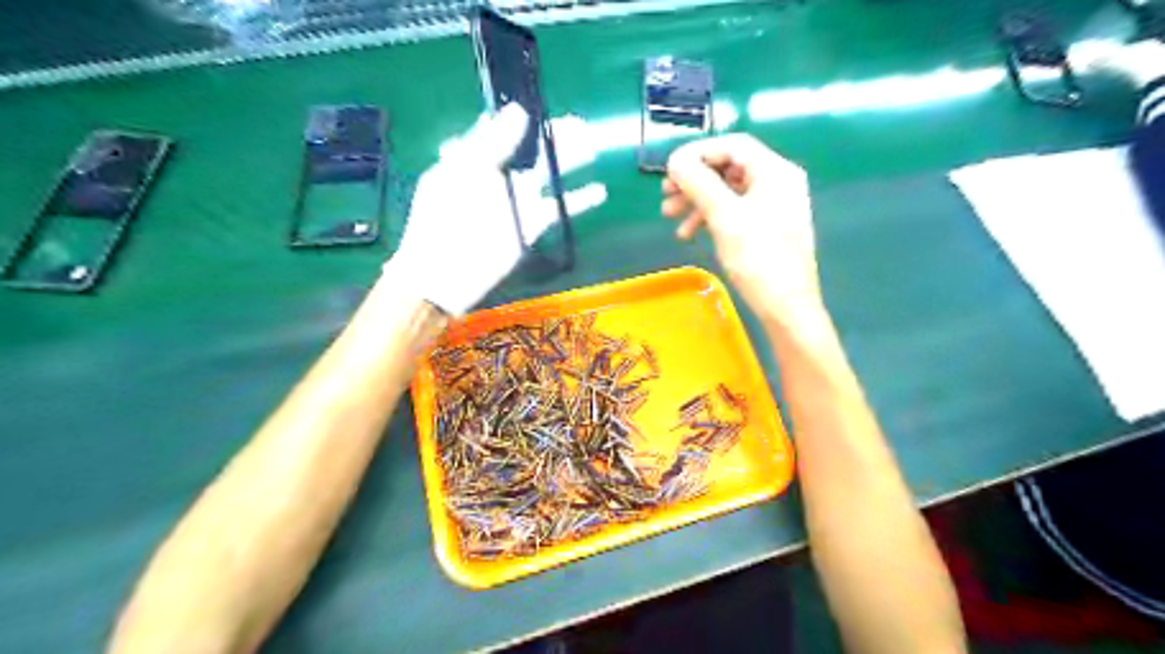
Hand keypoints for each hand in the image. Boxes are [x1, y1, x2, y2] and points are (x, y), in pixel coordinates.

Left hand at [392, 102, 609, 313]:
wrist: (447, 269)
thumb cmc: (446, 215)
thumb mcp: (465, 170)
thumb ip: (493, 142)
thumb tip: (520, 112)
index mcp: (477, 158)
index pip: (504, 130)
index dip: (524, 118)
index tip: (544, 106)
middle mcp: (500, 175)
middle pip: (533, 150)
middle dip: (555, 136)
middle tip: (580, 124)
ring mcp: (517, 201)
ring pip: (550, 175)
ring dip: (571, 161)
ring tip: (593, 147)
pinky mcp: (531, 225)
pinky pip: (559, 209)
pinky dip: (580, 200)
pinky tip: (599, 191)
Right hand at [660, 133, 821, 328]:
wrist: (786, 306)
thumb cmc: (758, 259)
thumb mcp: (724, 217)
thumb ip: (699, 182)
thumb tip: (676, 160)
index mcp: (775, 171)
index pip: (732, 146)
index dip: (697, 152)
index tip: (669, 169)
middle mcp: (777, 181)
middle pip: (728, 167)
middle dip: (694, 180)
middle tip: (666, 195)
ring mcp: (774, 205)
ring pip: (728, 191)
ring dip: (697, 200)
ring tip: (671, 217)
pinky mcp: (768, 226)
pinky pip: (735, 210)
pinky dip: (711, 217)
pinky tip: (691, 233)